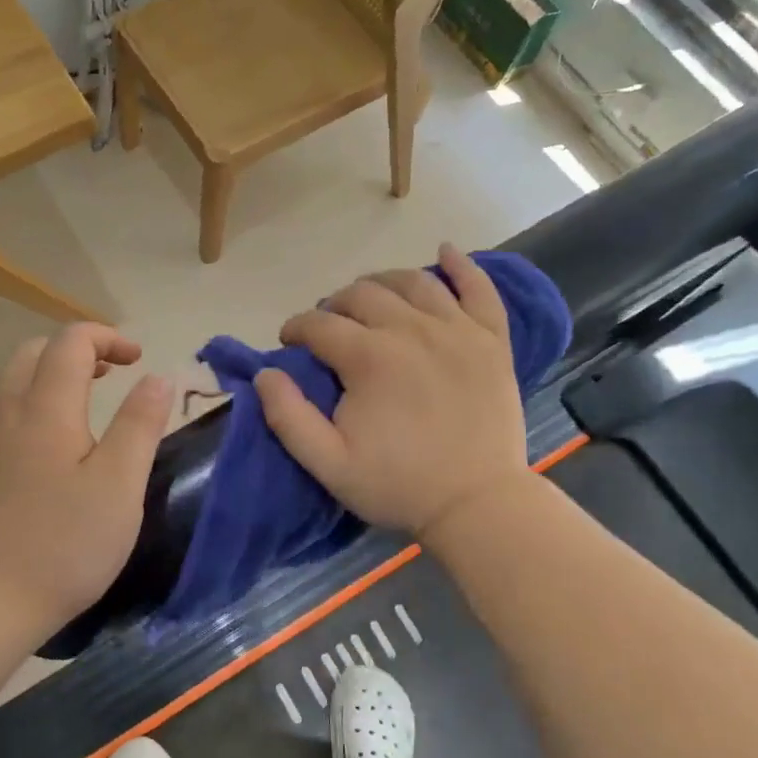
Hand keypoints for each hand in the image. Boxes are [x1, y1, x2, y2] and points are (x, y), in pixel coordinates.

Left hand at [0, 325, 172, 631]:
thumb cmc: (63, 543)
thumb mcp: (119, 485)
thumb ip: (140, 425)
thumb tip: (157, 377)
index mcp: (46, 408)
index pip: (71, 341)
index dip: (107, 337)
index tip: (139, 359)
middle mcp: (9, 412)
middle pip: (35, 351)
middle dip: (77, 349)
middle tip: (112, 373)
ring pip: (13, 379)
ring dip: (51, 372)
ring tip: (85, 399)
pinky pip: (3, 409)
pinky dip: (32, 400)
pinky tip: (52, 440)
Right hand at [253, 244, 527, 537]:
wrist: (479, 505)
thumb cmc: (399, 486)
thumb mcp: (328, 464)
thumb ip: (288, 417)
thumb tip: (266, 372)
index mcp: (369, 357)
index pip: (319, 323)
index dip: (296, 328)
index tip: (289, 343)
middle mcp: (411, 329)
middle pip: (362, 293)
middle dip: (334, 304)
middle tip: (328, 328)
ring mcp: (457, 330)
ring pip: (413, 281)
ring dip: (382, 281)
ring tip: (370, 298)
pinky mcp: (491, 340)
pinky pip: (479, 289)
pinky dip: (461, 266)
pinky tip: (445, 253)